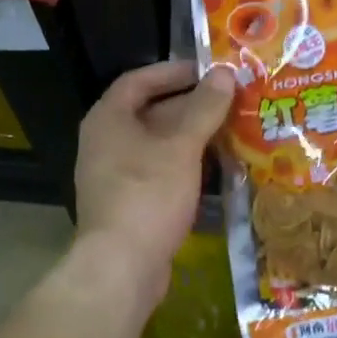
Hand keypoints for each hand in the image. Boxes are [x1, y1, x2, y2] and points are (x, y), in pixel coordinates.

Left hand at [73, 60, 234, 304]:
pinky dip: (185, 164)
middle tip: (230, 101)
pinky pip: (158, 171)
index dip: (174, 71)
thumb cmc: (148, 195)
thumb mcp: (181, 146)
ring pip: (157, 145)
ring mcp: (115, 175)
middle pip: (150, 112)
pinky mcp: (128, 203)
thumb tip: (226, 74)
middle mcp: (105, 142)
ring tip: (231, 130)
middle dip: (190, 105)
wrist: (122, 266)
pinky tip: (215, 168)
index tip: (209, 71)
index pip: (139, 80)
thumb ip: (204, 108)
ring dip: (191, 136)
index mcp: (108, 119)